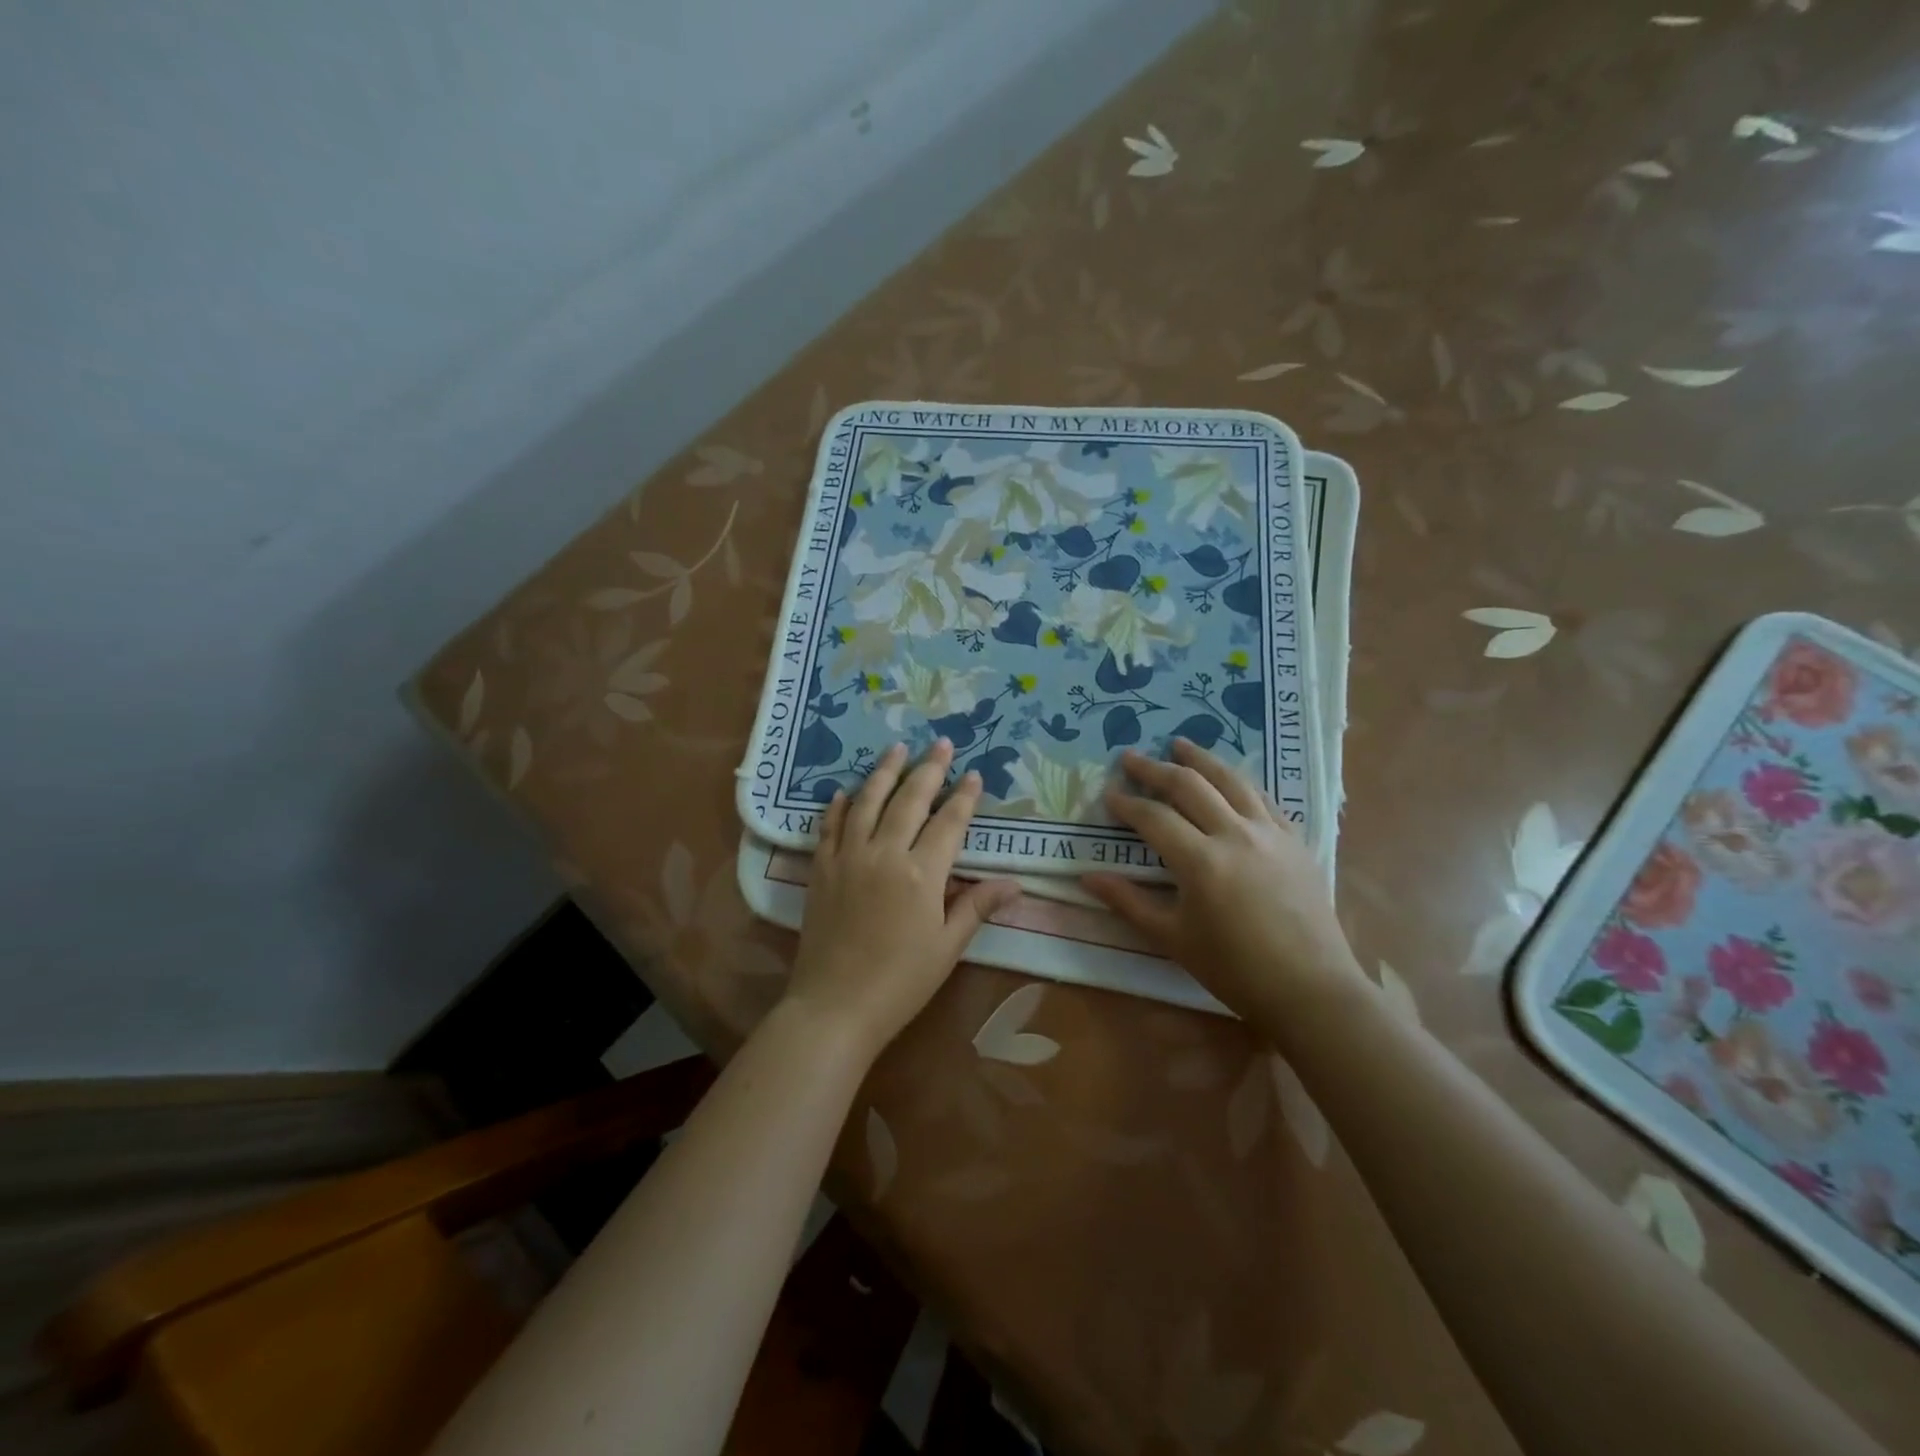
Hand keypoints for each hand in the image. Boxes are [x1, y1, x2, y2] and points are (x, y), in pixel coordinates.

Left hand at [784, 739, 1021, 1059]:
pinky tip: (844, 792)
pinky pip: (829, 827)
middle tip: (940, 744)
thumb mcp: (947, 947)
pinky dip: (838, 806)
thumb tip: (1015, 883)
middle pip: (909, 800)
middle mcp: (884, 853)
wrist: (834, 1006)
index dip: (963, 796)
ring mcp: (848, 858)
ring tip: (896, 748)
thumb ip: (977, 907)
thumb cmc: (901, 981)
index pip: (948, 822)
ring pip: (867, 802)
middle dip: (928, 769)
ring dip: (884, 772)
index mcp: (921, 873)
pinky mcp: (821, 870)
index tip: (973, 774)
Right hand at [1082, 739, 1362, 1027]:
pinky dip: (1239, 782)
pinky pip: (1263, 798)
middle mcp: (1235, 835)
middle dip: (1155, 769)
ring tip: (1179, 744)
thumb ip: (1129, 902)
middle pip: (1190, 786)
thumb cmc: (1235, 970)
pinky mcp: (1295, 840)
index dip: (1127, 804)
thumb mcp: (1173, 939)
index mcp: (1201, 861)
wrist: (1311, 989)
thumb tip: (1086, 877)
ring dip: (1201, 759)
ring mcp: (1270, 833)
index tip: (1108, 795)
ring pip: (1231, 780)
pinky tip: (1229, 778)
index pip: (1154, 818)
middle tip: (1130, 757)